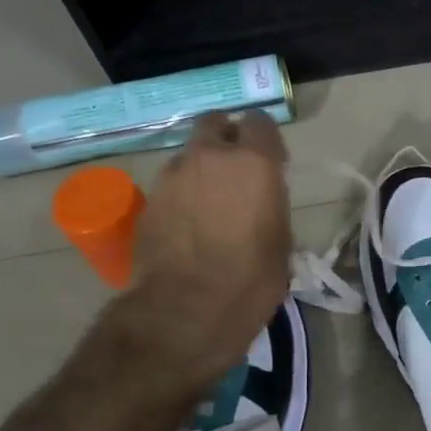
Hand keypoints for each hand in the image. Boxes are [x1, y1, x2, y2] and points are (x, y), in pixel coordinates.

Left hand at [102, 112, 291, 403]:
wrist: (189, 308)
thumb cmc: (252, 278)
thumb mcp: (281, 241)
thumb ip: (271, 206)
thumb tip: (261, 201)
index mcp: (255, 163)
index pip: (260, 122)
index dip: (265, 139)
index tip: (271, 160)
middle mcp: (212, 157)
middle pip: (215, 123)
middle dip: (225, 138)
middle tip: (235, 167)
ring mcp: (174, 175)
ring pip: (190, 154)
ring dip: (201, 168)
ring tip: (209, 202)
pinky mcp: (149, 199)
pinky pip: (171, 184)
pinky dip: (182, 193)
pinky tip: (188, 223)